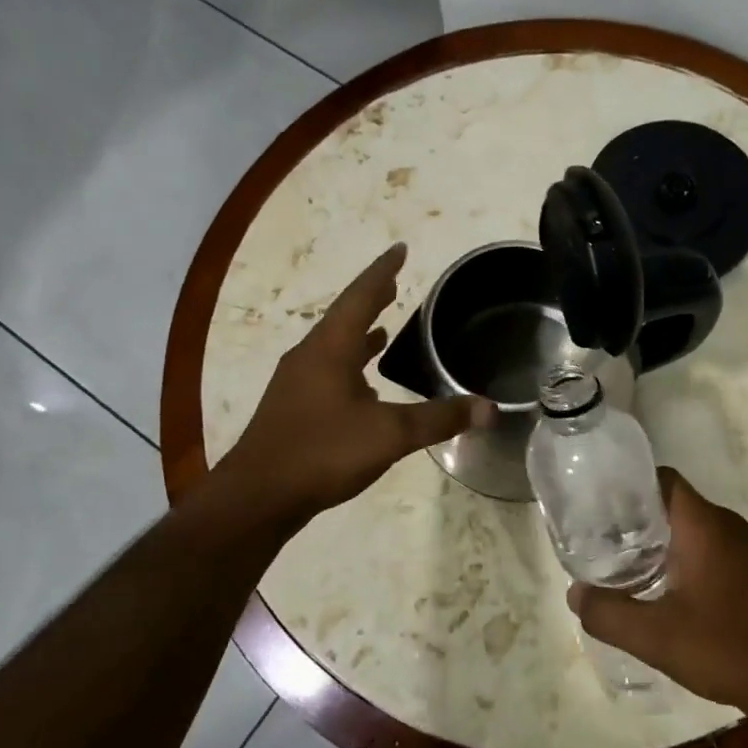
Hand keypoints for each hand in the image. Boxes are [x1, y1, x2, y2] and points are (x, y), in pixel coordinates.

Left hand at [223, 244, 492, 515]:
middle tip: (395, 282)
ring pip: (334, 346)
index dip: (383, 272)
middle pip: (345, 316)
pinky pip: (328, 370)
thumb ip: (439, 419)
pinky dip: (350, 364)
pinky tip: (365, 384)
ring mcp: (297, 383)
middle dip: (372, 298)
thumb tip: (490, 409)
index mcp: (330, 349)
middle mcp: (310, 356)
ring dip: (359, 332)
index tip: (399, 249)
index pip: (361, 297)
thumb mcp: (389, 435)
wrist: (257, 498)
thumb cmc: (322, 452)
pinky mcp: (293, 408)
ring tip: (384, 326)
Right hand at [568, 467, 747, 715]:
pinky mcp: (745, 569)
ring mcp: (738, 546)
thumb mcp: (655, 636)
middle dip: (632, 513)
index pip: (660, 479)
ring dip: (653, 536)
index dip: (627, 483)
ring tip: (615, 557)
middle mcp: (723, 524)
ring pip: (685, 524)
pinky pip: (701, 544)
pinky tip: (652, 582)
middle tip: (596, 533)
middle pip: (669, 500)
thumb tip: (574, 593)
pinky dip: (673, 552)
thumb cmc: (725, 648)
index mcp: (703, 524)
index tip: (595, 501)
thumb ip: (608, 613)